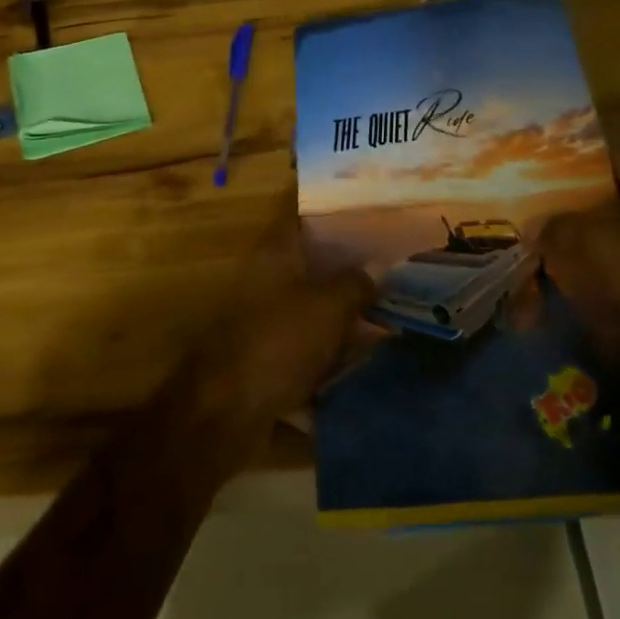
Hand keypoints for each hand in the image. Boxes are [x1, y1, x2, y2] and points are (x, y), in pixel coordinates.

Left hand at [179, 208, 376, 444]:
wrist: (226, 410)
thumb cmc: (278, 342)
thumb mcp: (328, 308)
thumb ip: (356, 283)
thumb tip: (379, 266)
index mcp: (275, 252)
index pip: (302, 213)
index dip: (334, 208)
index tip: (369, 209)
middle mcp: (266, 275)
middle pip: (312, 259)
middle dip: (349, 262)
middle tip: (393, 262)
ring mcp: (263, 314)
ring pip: (311, 300)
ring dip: (343, 305)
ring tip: (388, 305)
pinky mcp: (266, 351)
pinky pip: (306, 337)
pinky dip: (331, 342)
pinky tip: (364, 350)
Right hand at [537, 148, 619, 426]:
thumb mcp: (606, 243)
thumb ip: (563, 227)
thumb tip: (534, 226)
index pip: (617, 159)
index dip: (578, 168)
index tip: (544, 184)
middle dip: (590, 218)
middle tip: (551, 232)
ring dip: (610, 257)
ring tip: (570, 273)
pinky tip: (607, 307)